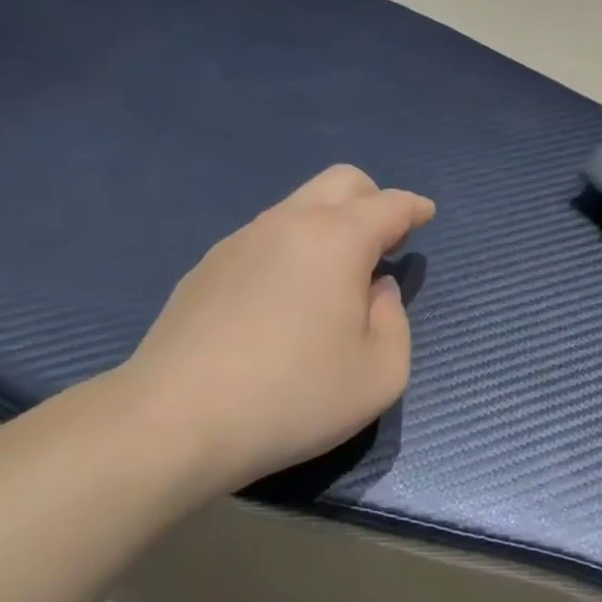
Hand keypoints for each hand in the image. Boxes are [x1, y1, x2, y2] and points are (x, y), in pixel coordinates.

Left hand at [115, 165, 434, 495]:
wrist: (176, 420)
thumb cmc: (294, 397)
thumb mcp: (380, 374)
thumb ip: (395, 321)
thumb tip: (375, 289)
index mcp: (337, 239)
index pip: (389, 204)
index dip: (414, 207)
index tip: (425, 215)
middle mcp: (287, 223)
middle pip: (340, 181)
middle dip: (373, 199)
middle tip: (385, 241)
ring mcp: (240, 240)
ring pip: (297, 207)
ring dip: (329, 225)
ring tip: (334, 278)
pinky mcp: (207, 267)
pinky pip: (264, 238)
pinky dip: (291, 249)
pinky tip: (284, 301)